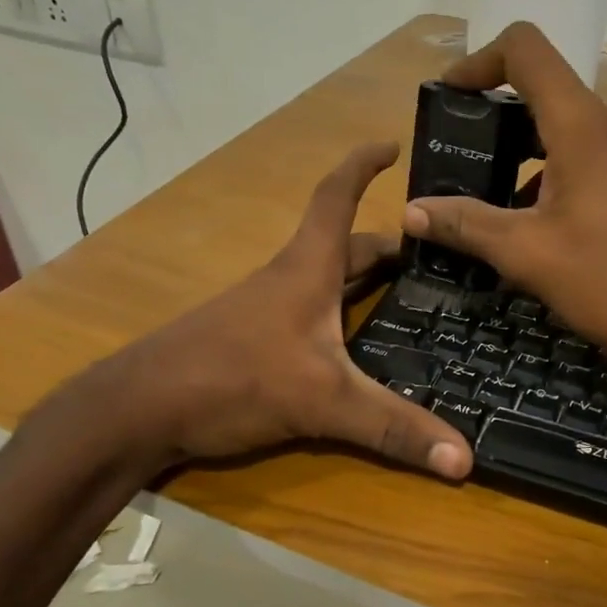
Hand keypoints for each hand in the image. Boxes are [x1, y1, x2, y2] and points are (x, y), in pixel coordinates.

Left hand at [75, 143, 473, 479]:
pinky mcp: (253, 340)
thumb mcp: (323, 402)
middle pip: (343, 246)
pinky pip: (309, 313)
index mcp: (307, 269)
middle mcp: (288, 280)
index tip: (393, 146)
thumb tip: (465, 460)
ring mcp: (266, 310)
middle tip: (433, 258)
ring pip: (325, 281)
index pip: (337, 198)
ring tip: (407, 299)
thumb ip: (393, 428)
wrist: (140, 409)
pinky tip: (355, 347)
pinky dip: (340, 315)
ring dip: (362, 280)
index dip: (363, 166)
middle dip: (386, 246)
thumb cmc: (233, 379)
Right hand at [403, 24, 606, 381]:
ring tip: (490, 203)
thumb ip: (465, 224)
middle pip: (544, 93)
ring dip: (523, 157)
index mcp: (582, 126)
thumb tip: (410, 212)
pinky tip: (538, 226)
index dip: (479, 61)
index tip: (450, 96)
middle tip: (459, 160)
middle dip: (494, 121)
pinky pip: (590, 158)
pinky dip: (554, 176)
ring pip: (567, 131)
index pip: (525, 50)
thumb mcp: (526, 254)